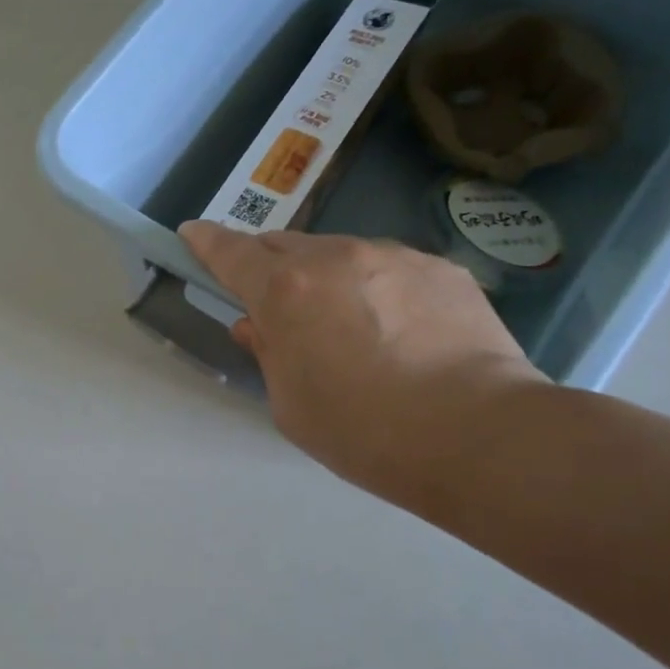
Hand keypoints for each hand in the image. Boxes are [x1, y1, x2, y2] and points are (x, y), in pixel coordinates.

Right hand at [179, 221, 545, 508]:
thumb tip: (257, 325)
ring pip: (340, 253)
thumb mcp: (290, 404)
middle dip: (269, 266)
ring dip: (327, 278)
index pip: (231, 253)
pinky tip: (401, 331)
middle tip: (277, 304)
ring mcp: (393, 256)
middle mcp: (334, 258)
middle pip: (284, 245)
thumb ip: (267, 354)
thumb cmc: (362, 431)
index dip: (207, 242)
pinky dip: (377, 288)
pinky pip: (390, 268)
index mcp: (285, 291)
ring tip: (350, 326)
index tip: (193, 234)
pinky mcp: (440, 268)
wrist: (476, 434)